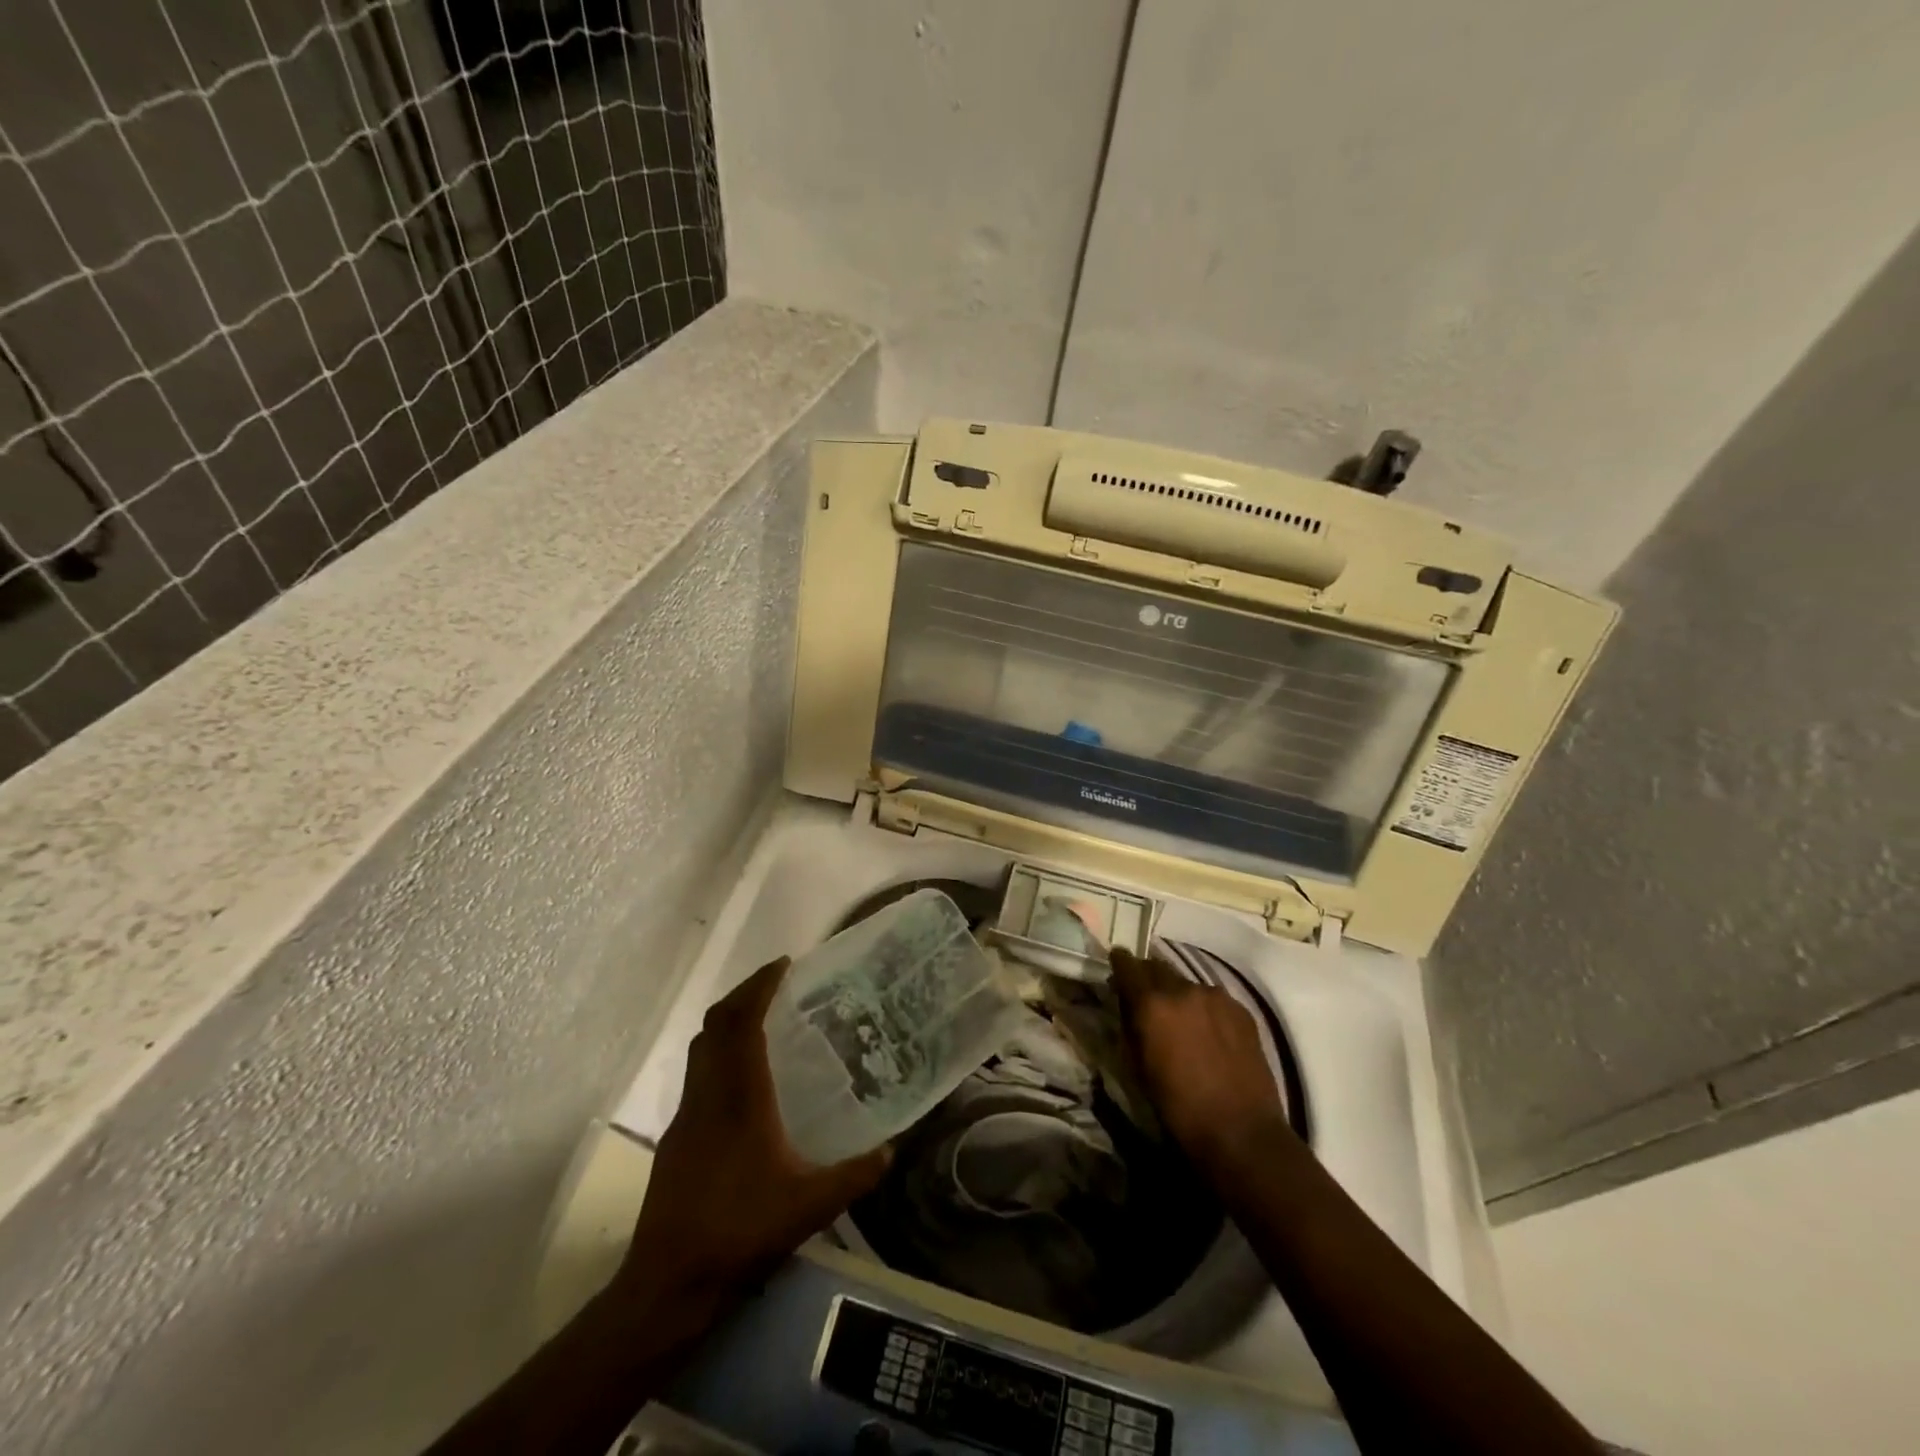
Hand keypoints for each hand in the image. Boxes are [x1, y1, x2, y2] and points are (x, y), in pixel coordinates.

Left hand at [615, 958, 891, 1317]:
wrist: (669, 1283)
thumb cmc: (740, 1232)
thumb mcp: (810, 1206)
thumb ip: (855, 1175)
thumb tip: (893, 1150)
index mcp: (739, 1096)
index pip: (743, 1022)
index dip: (760, 986)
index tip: (784, 963)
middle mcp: (708, 1094)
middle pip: (716, 1024)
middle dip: (743, 995)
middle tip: (776, 984)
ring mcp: (687, 1115)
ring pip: (702, 1049)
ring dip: (728, 1023)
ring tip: (762, 1021)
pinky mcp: (677, 1138)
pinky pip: (698, 1075)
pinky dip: (719, 1056)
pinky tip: (744, 1082)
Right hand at [1108, 946, 1290, 1168]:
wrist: (1242, 1133)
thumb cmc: (1179, 1108)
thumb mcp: (1139, 1068)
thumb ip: (1131, 1027)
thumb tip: (1128, 1007)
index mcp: (1152, 1004)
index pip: (1127, 965)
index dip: (1119, 963)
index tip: (1116, 964)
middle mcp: (1183, 989)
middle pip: (1158, 967)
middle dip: (1148, 977)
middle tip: (1146, 997)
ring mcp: (1216, 997)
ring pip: (1187, 983)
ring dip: (1178, 994)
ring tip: (1181, 1018)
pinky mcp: (1241, 1010)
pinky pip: (1213, 998)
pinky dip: (1204, 1007)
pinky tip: (1209, 1032)